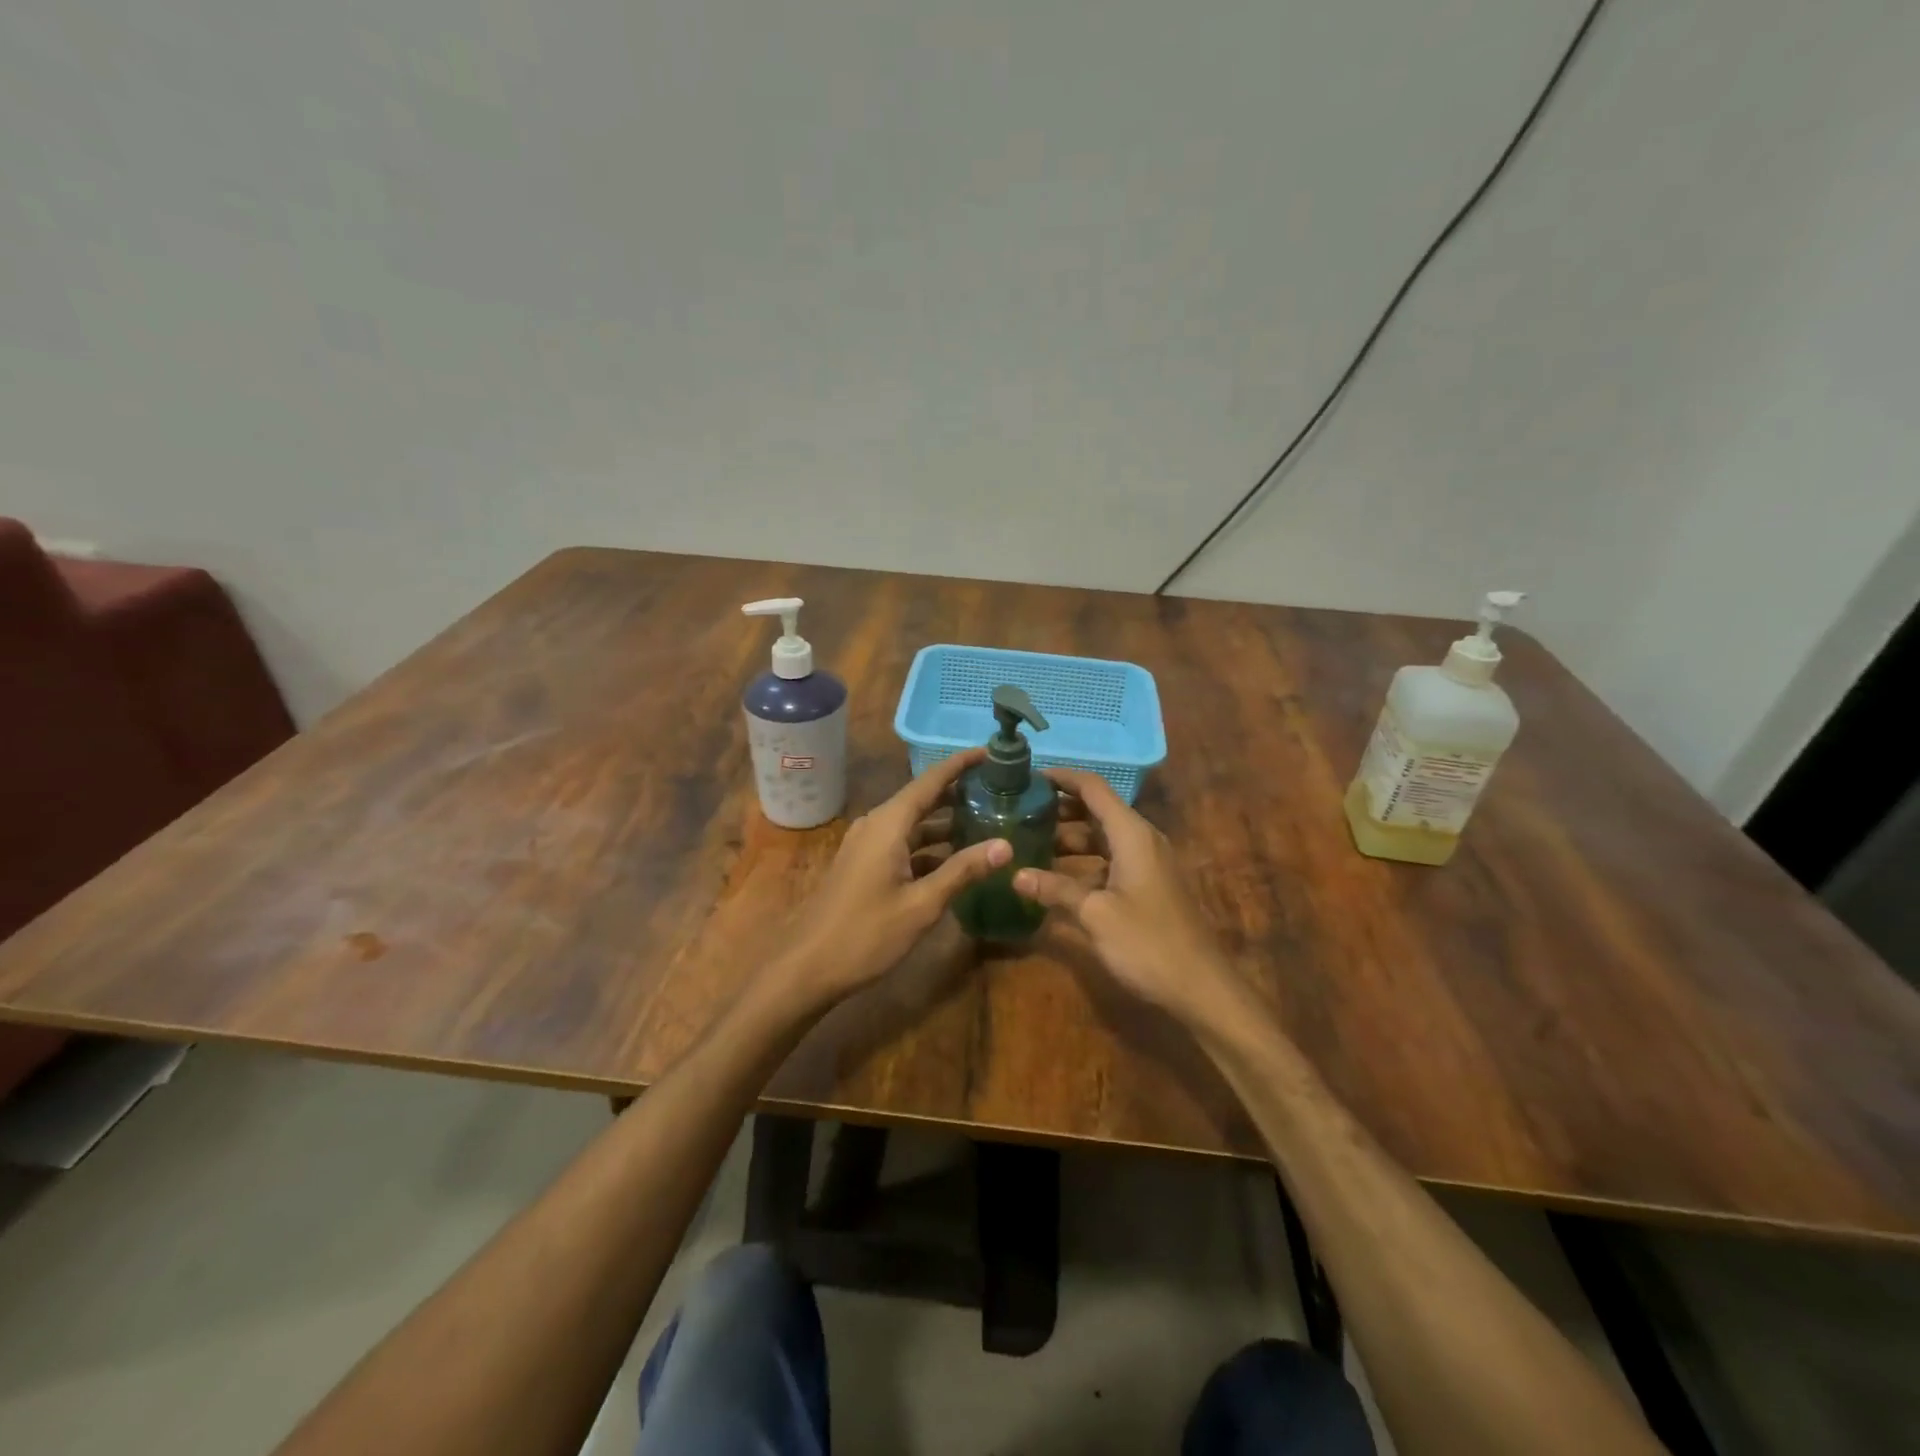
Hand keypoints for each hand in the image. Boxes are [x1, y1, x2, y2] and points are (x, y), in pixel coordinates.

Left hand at [771, 750, 1009, 1010]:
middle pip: (923, 799)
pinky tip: (956, 859)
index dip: (961, 764)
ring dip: (946, 823)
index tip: (991, 752)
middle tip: (999, 788)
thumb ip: (962, 872)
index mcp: (889, 824)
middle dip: (959, 792)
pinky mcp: (864, 865)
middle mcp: (877, 825)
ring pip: (914, 824)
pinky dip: (930, 846)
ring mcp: (867, 845)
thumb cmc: (865, 933)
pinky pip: (903, 843)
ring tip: (987, 820)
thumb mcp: (921, 905)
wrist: (806, 967)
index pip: (931, 781)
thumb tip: (1005, 845)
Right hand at [1017, 768, 1245, 1029]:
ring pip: (1100, 838)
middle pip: (1095, 811)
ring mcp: (1145, 863)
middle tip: (1017, 812)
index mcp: (1131, 834)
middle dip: (1057, 809)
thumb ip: (1056, 890)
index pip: (1093, 788)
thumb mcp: (1095, 914)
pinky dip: (1081, 863)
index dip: (1061, 778)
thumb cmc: (1147, 943)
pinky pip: (1108, 861)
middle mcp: (1140, 840)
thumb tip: (1016, 874)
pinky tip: (1053, 878)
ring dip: (1067, 839)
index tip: (1025, 777)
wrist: (1200, 987)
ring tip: (1026, 842)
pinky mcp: (1145, 886)